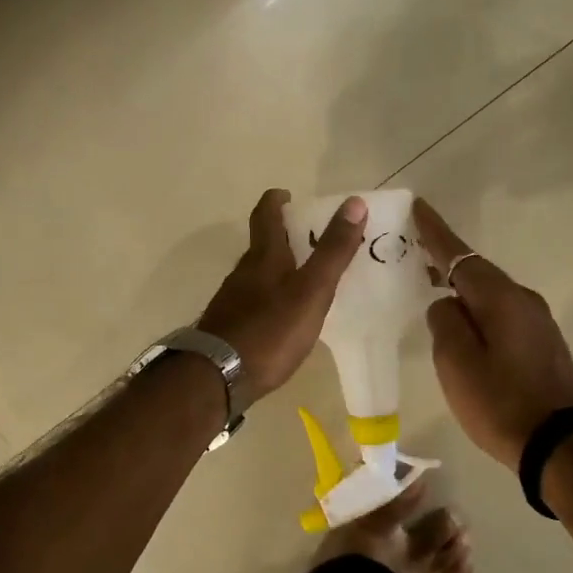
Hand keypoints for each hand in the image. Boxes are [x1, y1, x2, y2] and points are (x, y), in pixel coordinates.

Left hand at [197, 189, 367, 403]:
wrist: (217, 377)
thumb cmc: (270, 330)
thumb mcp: (311, 290)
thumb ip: (333, 250)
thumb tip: (354, 203)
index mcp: (264, 257)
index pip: (266, 215)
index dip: (276, 200)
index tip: (289, 195)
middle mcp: (243, 272)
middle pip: (262, 245)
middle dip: (284, 236)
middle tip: (311, 239)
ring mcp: (232, 300)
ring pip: (257, 274)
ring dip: (278, 269)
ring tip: (305, 279)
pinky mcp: (229, 326)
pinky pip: (253, 301)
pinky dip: (270, 298)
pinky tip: (283, 317)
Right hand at [416, 198, 572, 470]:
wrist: (564, 446)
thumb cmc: (502, 403)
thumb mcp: (457, 363)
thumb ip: (445, 323)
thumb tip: (446, 304)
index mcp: (499, 298)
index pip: (459, 255)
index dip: (435, 233)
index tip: (417, 206)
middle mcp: (522, 300)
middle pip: (476, 272)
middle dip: (445, 262)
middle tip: (413, 254)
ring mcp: (537, 322)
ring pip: (489, 295)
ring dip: (461, 289)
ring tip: (431, 290)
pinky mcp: (542, 344)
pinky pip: (501, 314)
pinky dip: (477, 311)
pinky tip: (464, 325)